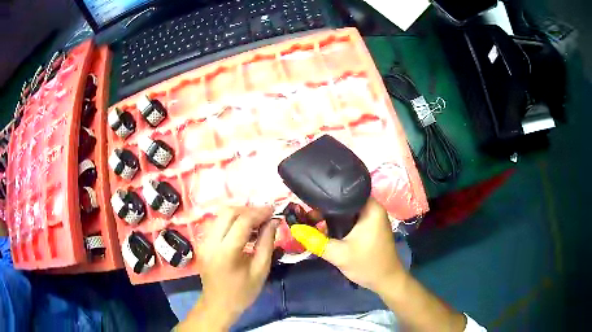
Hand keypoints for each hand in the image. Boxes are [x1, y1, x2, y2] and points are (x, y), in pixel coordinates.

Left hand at [178, 207, 277, 330]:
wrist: (217, 304)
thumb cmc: (242, 292)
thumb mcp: (260, 270)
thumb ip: (267, 243)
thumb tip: (274, 221)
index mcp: (226, 253)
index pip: (242, 222)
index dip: (259, 212)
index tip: (273, 210)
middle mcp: (211, 242)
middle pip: (228, 212)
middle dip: (249, 210)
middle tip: (265, 216)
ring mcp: (204, 241)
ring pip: (221, 215)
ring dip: (240, 214)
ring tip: (256, 221)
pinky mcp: (202, 242)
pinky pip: (217, 223)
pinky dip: (231, 220)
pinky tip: (243, 229)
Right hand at [291, 198, 405, 293]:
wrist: (386, 281)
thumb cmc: (367, 265)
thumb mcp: (339, 254)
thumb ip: (315, 241)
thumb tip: (294, 228)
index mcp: (371, 208)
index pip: (345, 191)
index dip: (326, 195)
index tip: (308, 200)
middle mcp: (373, 208)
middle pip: (345, 201)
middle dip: (326, 207)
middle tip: (306, 213)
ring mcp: (373, 218)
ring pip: (347, 211)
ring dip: (332, 216)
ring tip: (312, 219)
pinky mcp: (370, 227)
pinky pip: (352, 219)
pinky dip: (339, 223)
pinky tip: (326, 228)